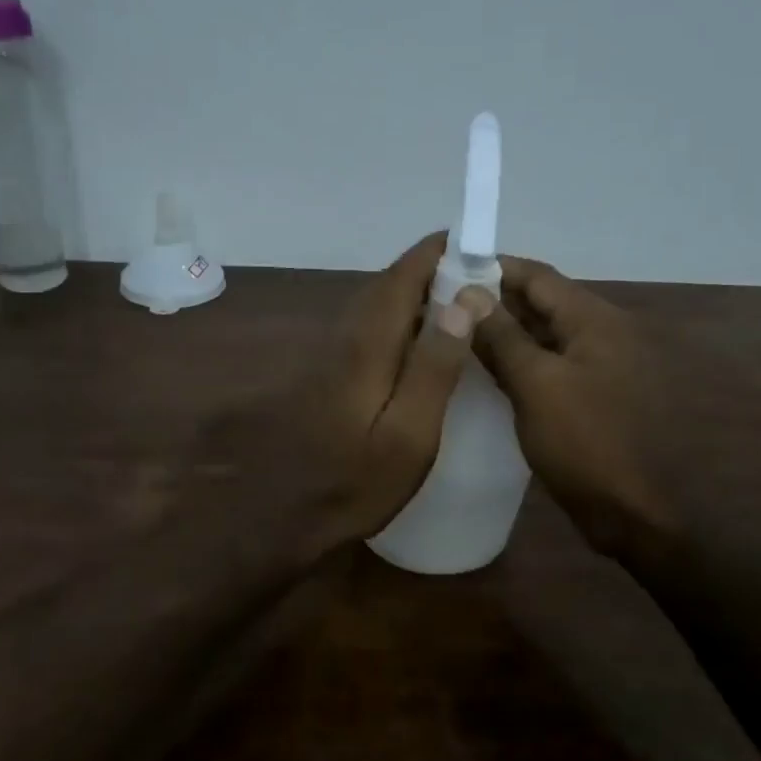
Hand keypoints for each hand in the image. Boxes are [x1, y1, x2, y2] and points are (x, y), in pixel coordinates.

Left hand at [214, 232, 488, 561]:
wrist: (283, 516)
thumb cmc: (355, 482)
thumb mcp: (410, 433)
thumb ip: (434, 367)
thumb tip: (462, 302)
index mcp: (368, 344)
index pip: (403, 275)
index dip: (437, 253)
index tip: (474, 243)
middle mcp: (346, 337)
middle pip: (389, 285)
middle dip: (431, 271)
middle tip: (477, 277)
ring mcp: (333, 356)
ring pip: (378, 306)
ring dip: (416, 295)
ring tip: (459, 305)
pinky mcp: (330, 376)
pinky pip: (371, 329)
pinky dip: (401, 321)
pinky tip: (421, 346)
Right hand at [468, 256, 679, 554]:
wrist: (629, 512)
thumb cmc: (583, 443)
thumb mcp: (536, 384)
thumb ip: (502, 335)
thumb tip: (468, 292)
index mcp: (596, 320)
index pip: (538, 276)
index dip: (493, 268)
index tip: (448, 269)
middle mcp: (603, 333)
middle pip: (542, 303)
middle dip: (494, 300)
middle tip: (442, 304)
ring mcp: (599, 366)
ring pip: (544, 335)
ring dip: (505, 332)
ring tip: (454, 333)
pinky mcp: (591, 395)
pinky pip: (550, 364)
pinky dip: (520, 360)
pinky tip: (485, 369)